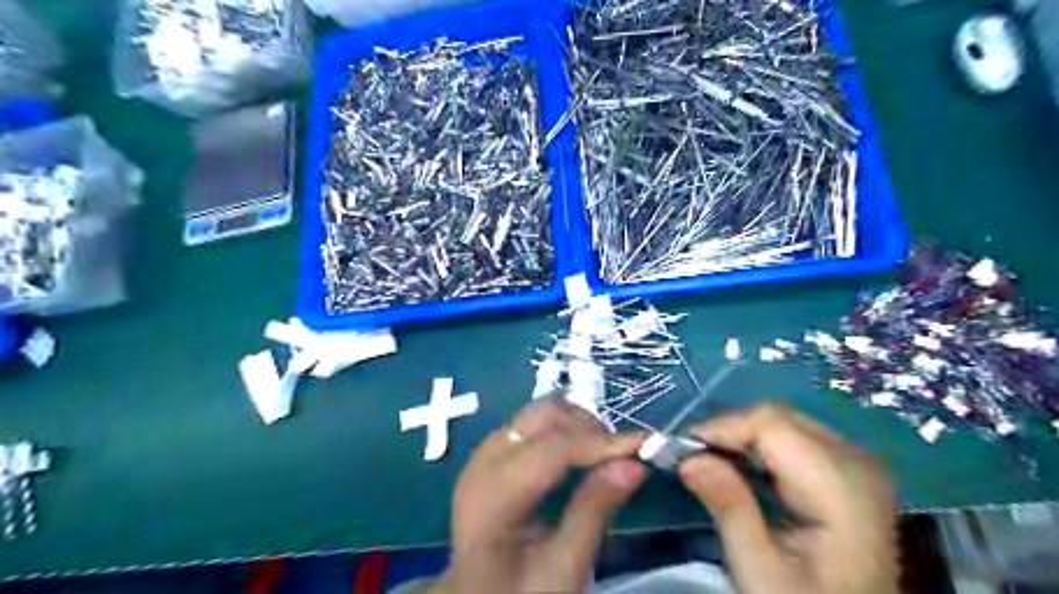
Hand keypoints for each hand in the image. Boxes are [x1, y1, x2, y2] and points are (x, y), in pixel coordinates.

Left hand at [428, 400, 644, 593]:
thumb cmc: (520, 593)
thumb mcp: (564, 567)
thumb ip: (595, 510)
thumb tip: (635, 463)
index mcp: (492, 496)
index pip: (552, 449)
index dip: (601, 442)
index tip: (645, 444)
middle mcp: (482, 462)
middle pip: (542, 418)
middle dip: (589, 427)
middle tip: (624, 453)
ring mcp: (483, 453)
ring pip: (537, 413)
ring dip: (576, 423)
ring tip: (605, 451)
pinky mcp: (490, 453)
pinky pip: (530, 424)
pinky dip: (561, 428)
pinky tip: (580, 450)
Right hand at [683, 401, 894, 593]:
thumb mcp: (763, 572)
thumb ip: (730, 508)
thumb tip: (688, 459)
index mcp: (842, 485)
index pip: (770, 424)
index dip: (721, 429)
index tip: (682, 451)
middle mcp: (855, 460)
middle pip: (776, 418)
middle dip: (728, 432)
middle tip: (693, 460)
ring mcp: (855, 462)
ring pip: (781, 422)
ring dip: (740, 438)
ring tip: (710, 465)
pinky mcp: (846, 468)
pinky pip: (792, 436)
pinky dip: (758, 447)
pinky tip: (740, 471)